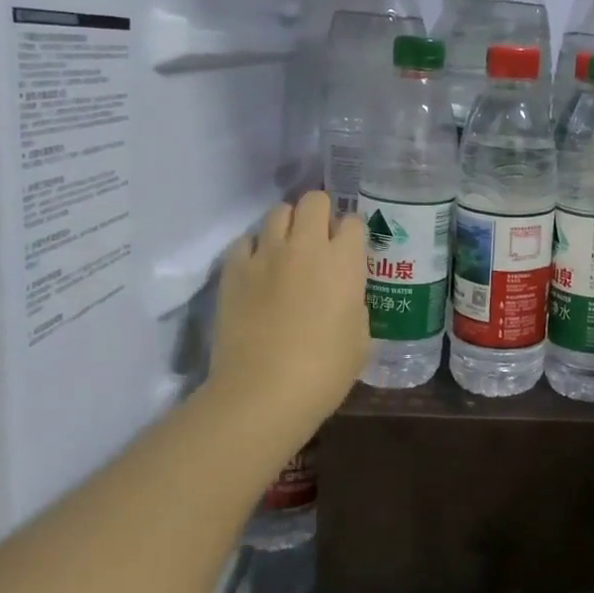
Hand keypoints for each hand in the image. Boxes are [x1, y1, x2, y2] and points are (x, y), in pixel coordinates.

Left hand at [203, 192, 368, 468]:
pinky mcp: (233, 270)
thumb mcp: (360, 338)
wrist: (263, 392)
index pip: (353, 221)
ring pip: (277, 212)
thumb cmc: (325, 371)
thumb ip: (354, 303)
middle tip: (319, 240)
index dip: (352, 234)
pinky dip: (254, 248)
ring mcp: (265, 254)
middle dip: (320, 213)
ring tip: (287, 250)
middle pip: (314, 200)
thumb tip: (344, 295)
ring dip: (287, 226)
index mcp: (344, 261)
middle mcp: (306, 246)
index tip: (350, 250)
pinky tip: (258, 270)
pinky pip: (245, 241)